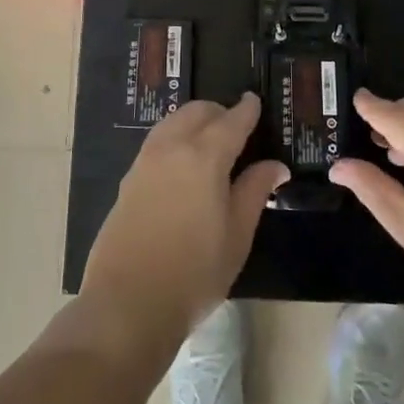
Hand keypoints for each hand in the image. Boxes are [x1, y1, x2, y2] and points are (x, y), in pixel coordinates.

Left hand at [81, 95, 288, 345]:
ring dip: (194, 121)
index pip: (232, 120)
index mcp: (205, 156)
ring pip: (173, 122)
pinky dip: (175, 137)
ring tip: (211, 142)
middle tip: (237, 128)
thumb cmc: (194, 272)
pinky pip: (157, 141)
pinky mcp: (128, 178)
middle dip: (220, 112)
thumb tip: (275, 165)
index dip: (247, 110)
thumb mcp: (237, 235)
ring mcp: (145, 161)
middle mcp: (172, 147)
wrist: (128, 302)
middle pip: (198, 111)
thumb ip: (255, 191)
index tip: (255, 101)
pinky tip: (184, 162)